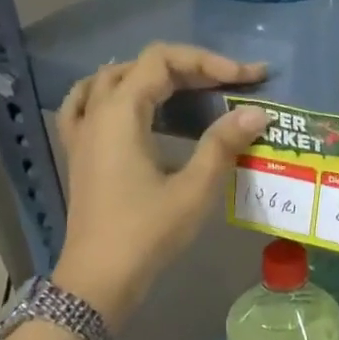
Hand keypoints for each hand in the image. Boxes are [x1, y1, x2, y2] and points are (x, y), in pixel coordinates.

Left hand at [53, 43, 267, 328]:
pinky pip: (87, 104)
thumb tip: (258, 112)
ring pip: (113, 80)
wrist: (99, 279)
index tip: (246, 78)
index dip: (208, 61)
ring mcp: (82, 132)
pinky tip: (129, 104)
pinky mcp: (80, 153)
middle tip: (231, 85)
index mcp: (121, 113)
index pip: (163, 60)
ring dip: (152, 76)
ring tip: (188, 86)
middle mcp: (97, 113)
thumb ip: (223, 144)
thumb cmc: (147, 233)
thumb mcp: (194, 189)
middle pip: (141, 66)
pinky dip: (112, 92)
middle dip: (190, 68)